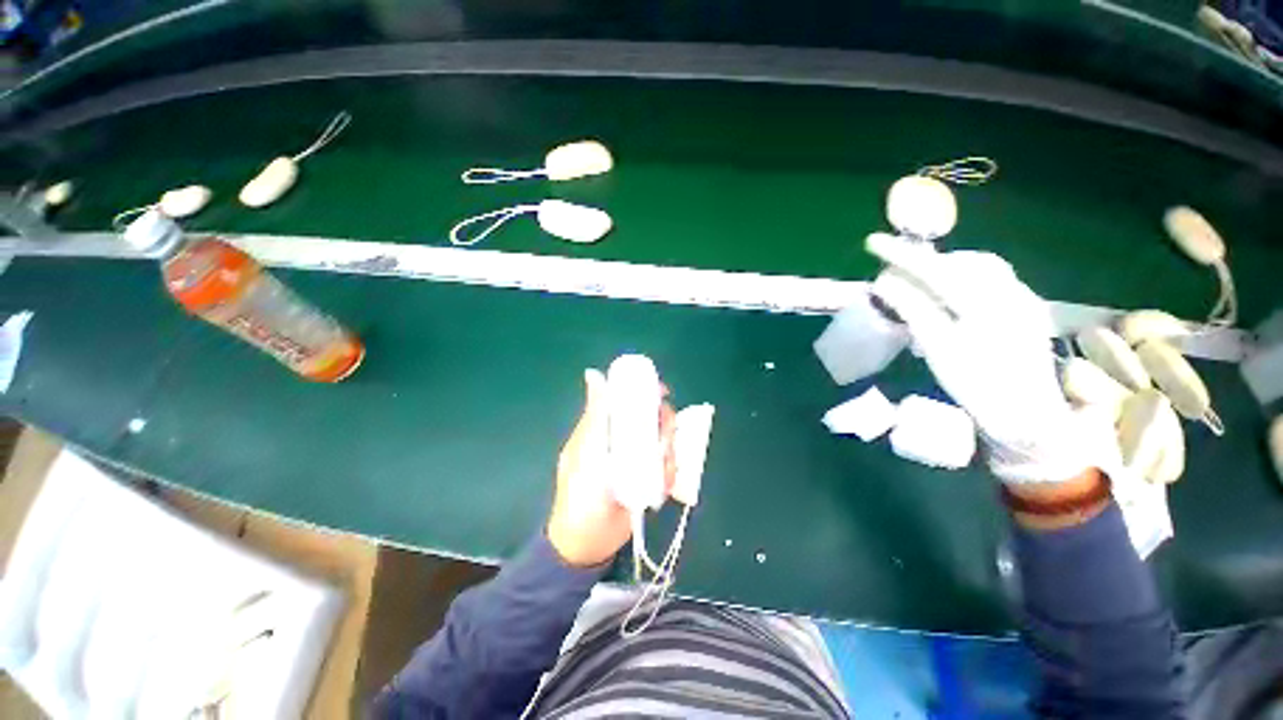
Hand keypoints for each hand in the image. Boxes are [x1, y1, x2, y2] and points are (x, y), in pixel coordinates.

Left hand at [546, 370, 676, 566]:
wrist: (588, 544)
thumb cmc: (580, 494)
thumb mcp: (587, 450)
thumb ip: (596, 414)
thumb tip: (593, 373)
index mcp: (605, 428)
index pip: (628, 400)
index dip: (646, 392)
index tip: (661, 393)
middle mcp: (624, 440)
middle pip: (653, 419)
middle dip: (663, 427)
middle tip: (663, 442)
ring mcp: (638, 460)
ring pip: (664, 442)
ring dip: (668, 454)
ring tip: (660, 470)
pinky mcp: (650, 479)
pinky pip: (669, 467)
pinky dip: (669, 474)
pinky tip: (660, 487)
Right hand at [868, 240, 1099, 483]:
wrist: (1029, 418)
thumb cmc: (978, 386)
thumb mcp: (938, 349)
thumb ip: (913, 310)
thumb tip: (884, 282)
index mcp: (986, 303)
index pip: (936, 268)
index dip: (902, 255)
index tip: (873, 242)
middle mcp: (1010, 292)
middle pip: (964, 261)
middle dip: (929, 260)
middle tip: (898, 270)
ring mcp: (1023, 300)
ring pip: (981, 268)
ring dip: (947, 269)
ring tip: (922, 283)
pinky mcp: (1027, 311)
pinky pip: (993, 281)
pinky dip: (965, 281)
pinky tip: (951, 298)